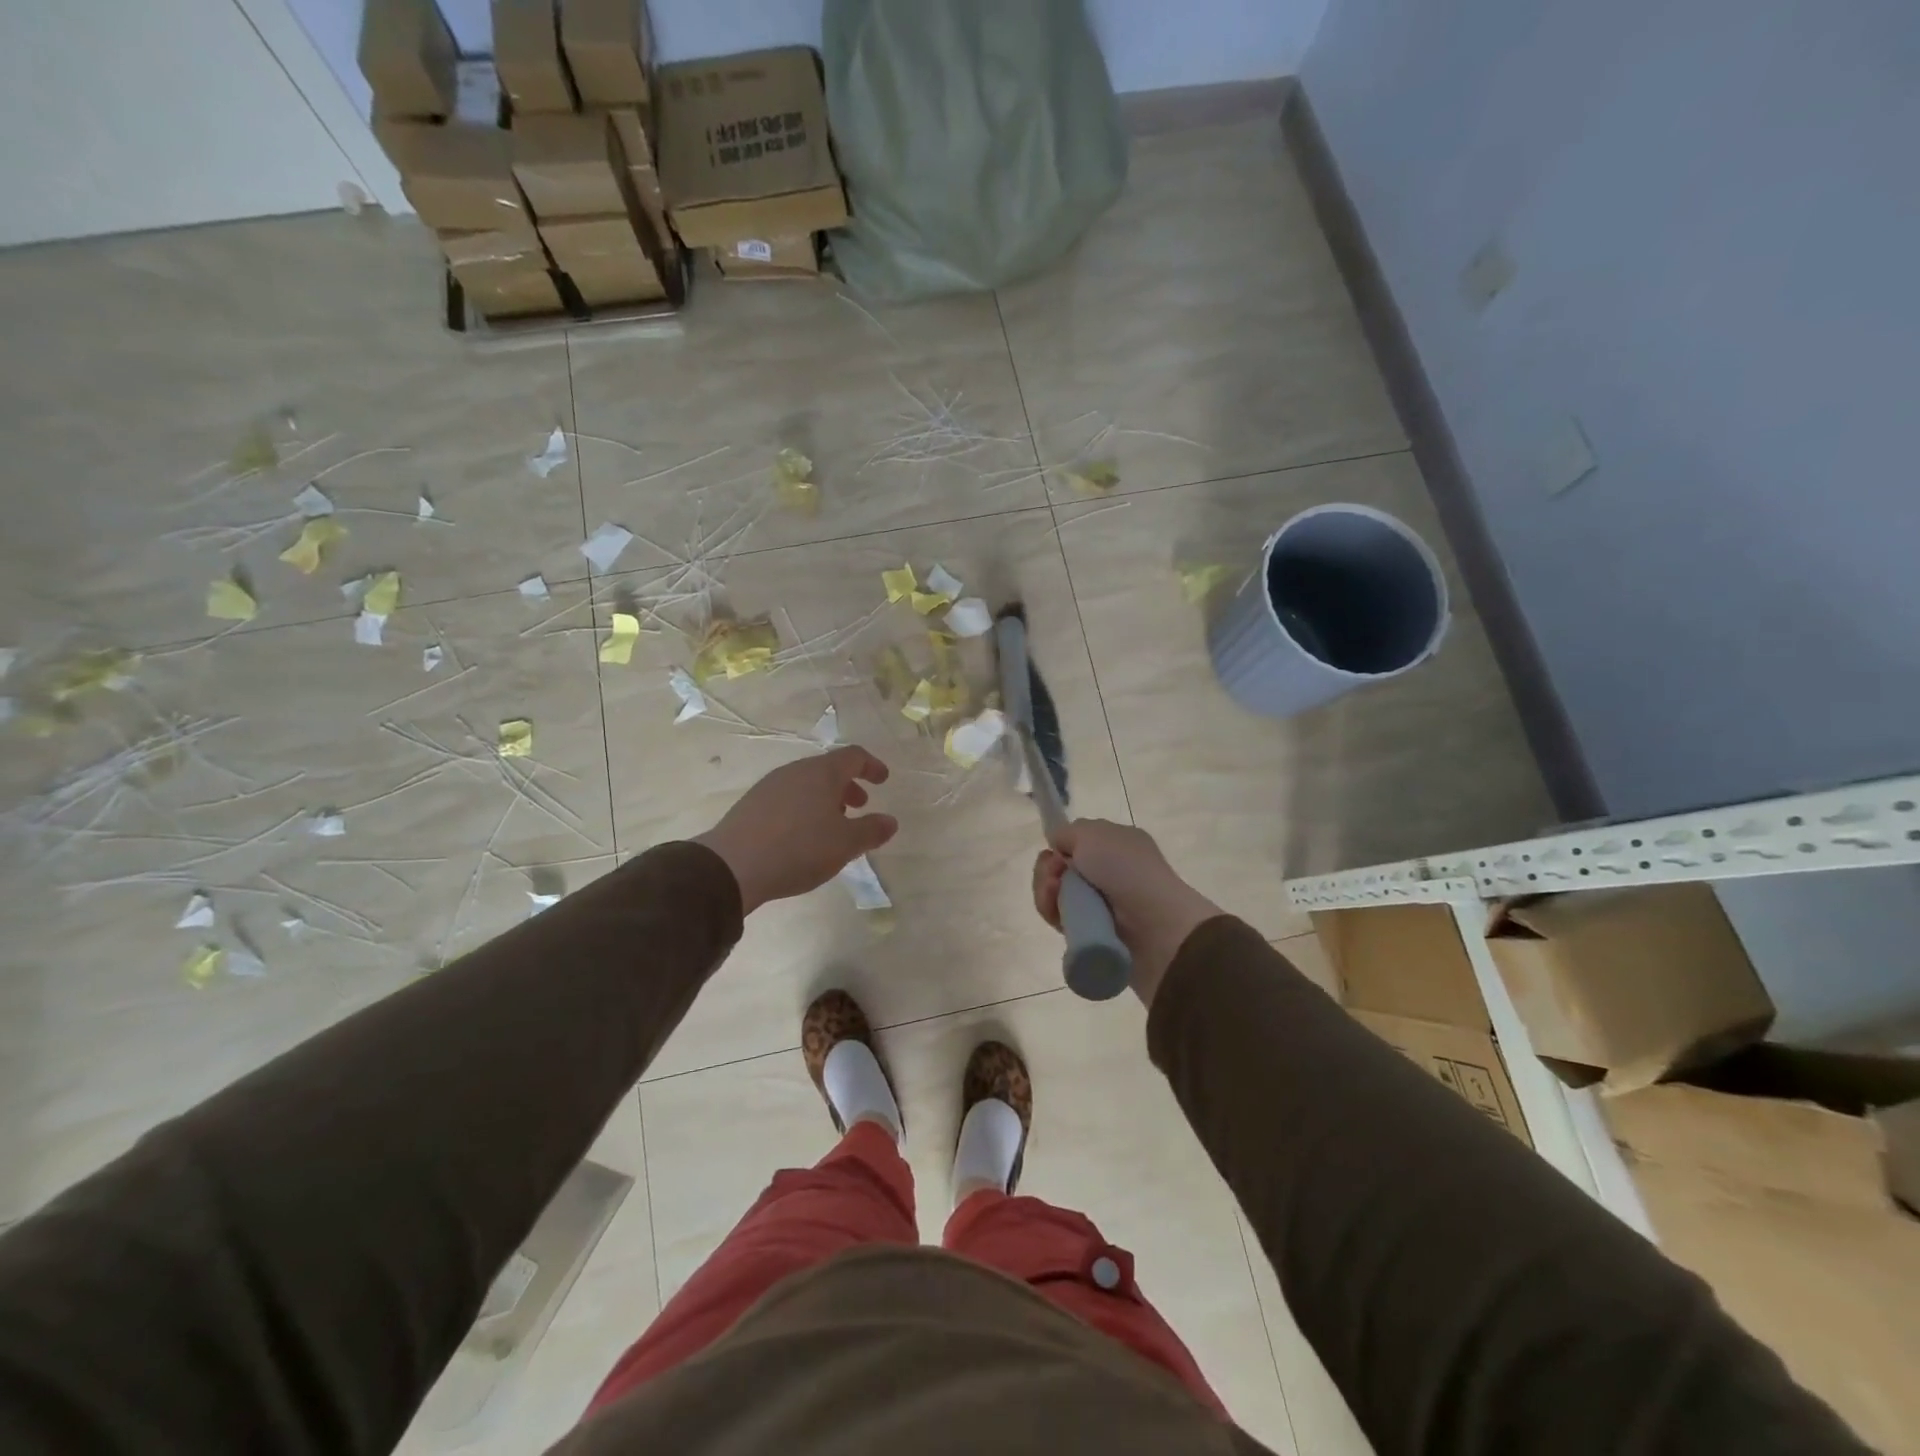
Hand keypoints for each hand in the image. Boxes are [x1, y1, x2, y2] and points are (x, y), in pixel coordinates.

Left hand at [694, 746, 896, 913]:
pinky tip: (802, 836)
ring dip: (825, 799)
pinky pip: (787, 798)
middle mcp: (796, 771)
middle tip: (859, 806)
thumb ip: (871, 830)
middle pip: (828, 769)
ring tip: (832, 826)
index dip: (872, 766)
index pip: (853, 756)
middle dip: (848, 785)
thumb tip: (890, 821)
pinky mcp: (751, 805)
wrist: (732, 866)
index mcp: (822, 772)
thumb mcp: (845, 844)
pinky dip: (804, 809)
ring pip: (806, 784)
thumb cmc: (799, 848)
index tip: (883, 780)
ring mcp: (770, 786)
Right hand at [1032, 820, 1221, 1004]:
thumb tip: (1058, 847)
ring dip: (1046, 890)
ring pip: (1056, 894)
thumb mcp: (1093, 833)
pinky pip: (1060, 919)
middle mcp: (1108, 873)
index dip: (1060, 847)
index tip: (1056, 852)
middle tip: (1055, 874)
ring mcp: (1100, 904)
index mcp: (1116, 845)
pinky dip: (1052, 912)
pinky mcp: (1091, 932)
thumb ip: (1067, 833)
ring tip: (1054, 893)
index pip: (1077, 844)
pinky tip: (1056, 911)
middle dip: (1048, 869)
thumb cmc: (1125, 869)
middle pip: (1061, 869)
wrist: (1154, 925)